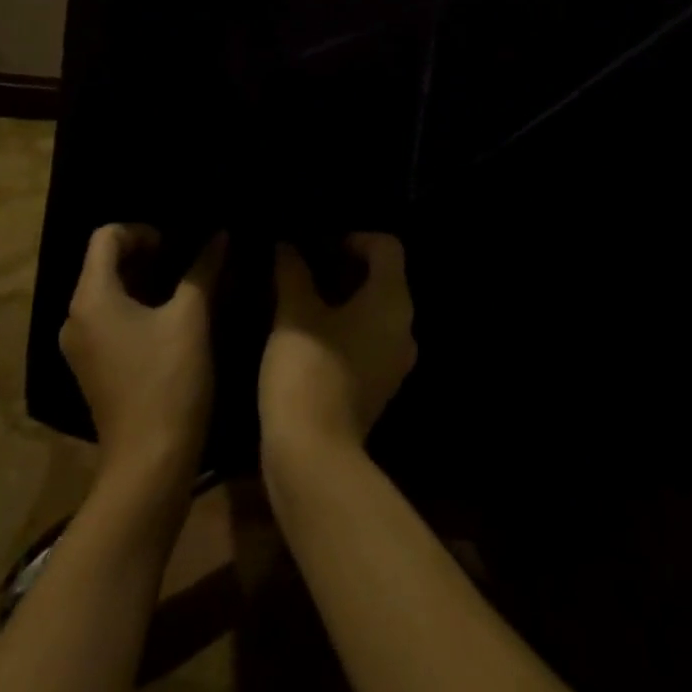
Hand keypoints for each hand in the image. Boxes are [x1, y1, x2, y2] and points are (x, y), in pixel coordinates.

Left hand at [59, 225, 225, 487]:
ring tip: (185, 287)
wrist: (149, 465)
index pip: (105, 236)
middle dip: (147, 254)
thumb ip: (203, 269)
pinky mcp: (92, 367)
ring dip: (144, 281)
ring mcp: (80, 346)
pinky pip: (110, 318)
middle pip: (104, 263)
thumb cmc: (169, 381)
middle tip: (187, 261)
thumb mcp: (192, 317)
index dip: (143, 230)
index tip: (177, 245)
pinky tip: (171, 319)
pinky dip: (137, 307)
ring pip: (109, 291)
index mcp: (91, 297)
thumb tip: (219, 234)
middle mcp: (75, 317)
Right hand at [259, 233, 416, 458]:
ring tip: (302, 293)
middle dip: (344, 265)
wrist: (313, 454)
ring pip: (374, 309)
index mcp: (392, 301)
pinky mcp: (380, 384)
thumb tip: (287, 245)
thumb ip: (293, 270)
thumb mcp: (294, 311)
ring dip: (342, 296)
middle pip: (383, 277)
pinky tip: (309, 329)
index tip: (317, 245)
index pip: (387, 246)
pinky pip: (369, 338)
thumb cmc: (308, 369)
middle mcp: (404, 327)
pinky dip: (345, 325)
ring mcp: (395, 360)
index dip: (353, 237)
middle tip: (304, 264)